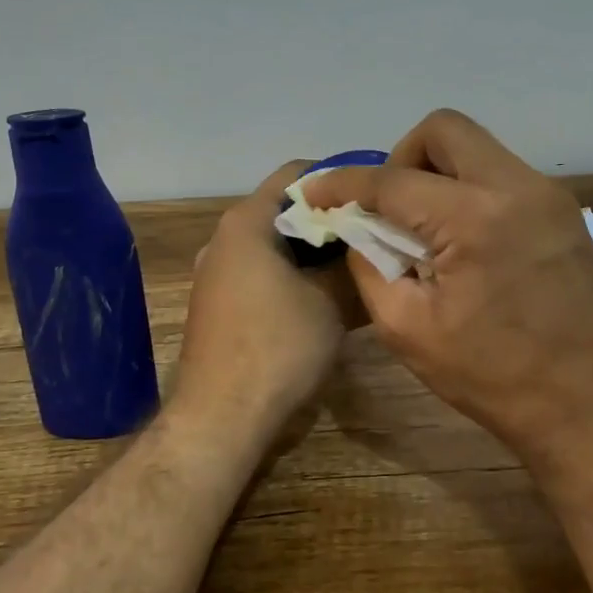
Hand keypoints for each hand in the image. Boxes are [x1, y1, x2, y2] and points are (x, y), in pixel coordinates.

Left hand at [173, 161, 361, 437]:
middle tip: (375, 234)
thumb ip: (351, 264)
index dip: (340, 180)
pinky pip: (263, 273)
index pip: (297, 174)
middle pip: (285, 210)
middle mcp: (224, 238)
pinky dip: (294, 276)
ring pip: (276, 245)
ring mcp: (217, 273)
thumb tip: (372, 246)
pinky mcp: (218, 304)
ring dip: (314, 253)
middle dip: (330, 221)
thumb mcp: (330, 301)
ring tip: (358, 265)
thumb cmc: (278, 347)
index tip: (375, 198)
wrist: (221, 417)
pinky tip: (326, 296)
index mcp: (246, 222)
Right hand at [303, 111, 592, 472]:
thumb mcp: (409, 331)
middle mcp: (517, 187)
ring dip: (440, 174)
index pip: (392, 180)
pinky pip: (506, 177)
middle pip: (444, 130)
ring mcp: (550, 196)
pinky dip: (472, 192)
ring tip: (427, 229)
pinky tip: (467, 242)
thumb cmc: (494, 379)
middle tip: (388, 207)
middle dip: (401, 157)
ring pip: (479, 149)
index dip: (344, 184)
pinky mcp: (568, 213)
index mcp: (474, 218)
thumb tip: (358, 231)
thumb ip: (370, 267)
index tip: (315, 192)